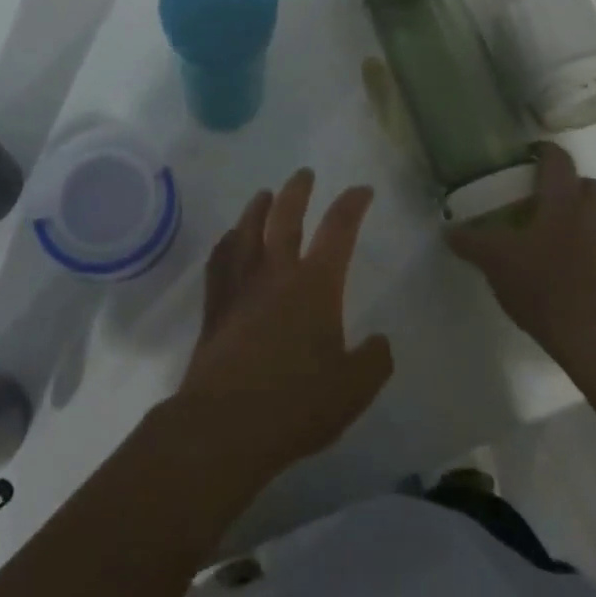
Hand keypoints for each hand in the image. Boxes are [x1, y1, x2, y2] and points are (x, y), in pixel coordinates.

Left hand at [174, 169, 393, 483]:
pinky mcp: (215, 304)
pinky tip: (229, 240)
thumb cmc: (296, 404)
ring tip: (264, 194)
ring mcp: (241, 285)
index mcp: (315, 285)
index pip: (338, 230)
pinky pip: (220, 260)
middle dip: (298, 191)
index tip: (361, 190)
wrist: (227, 422)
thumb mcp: (353, 390)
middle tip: (304, 174)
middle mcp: (276, 272)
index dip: (352, 205)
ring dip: (257, 207)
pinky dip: (227, 243)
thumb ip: (373, 362)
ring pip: (247, 230)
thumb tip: (380, 342)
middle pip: (285, 216)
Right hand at [447, 141, 595, 374]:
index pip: (558, 159)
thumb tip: (449, 230)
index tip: (522, 156)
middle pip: (583, 184)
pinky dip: (578, 247)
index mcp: (563, 202)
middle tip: (532, 195)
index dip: (542, 151)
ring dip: (571, 216)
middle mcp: (590, 216)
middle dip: (562, 183)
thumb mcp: (494, 261)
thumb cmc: (542, 286)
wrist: (594, 340)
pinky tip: (555, 268)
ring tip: (540, 234)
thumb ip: (470, 241)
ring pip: (592, 215)